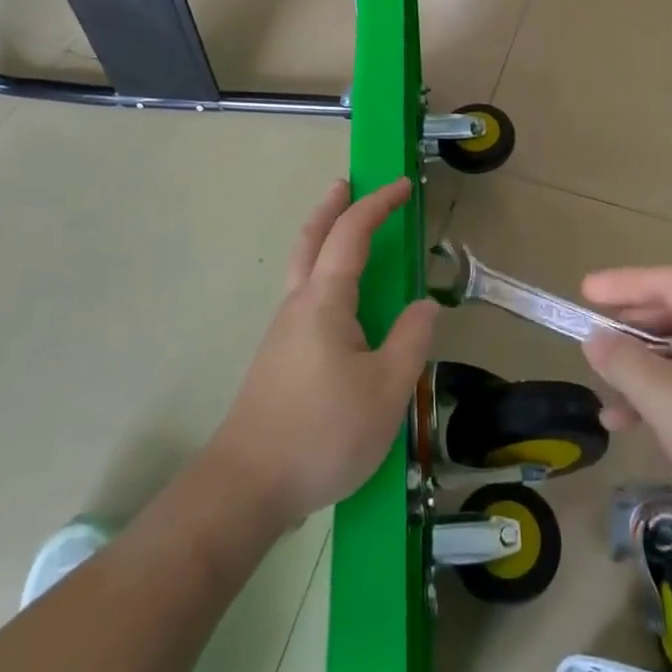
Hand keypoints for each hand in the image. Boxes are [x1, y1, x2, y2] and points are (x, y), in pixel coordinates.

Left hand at [208, 180, 437, 527]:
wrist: (246, 487)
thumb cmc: (322, 433)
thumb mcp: (386, 391)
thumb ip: (411, 341)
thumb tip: (425, 305)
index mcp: (324, 302)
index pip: (351, 235)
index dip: (377, 205)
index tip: (402, 186)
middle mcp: (297, 306)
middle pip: (310, 239)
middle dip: (331, 207)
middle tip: (348, 183)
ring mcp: (282, 332)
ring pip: (302, 268)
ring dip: (323, 238)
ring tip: (349, 235)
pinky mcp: (278, 358)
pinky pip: (304, 297)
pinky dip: (321, 272)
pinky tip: (340, 303)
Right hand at [580, 267, 671, 560]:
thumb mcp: (669, 399)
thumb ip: (625, 363)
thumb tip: (594, 339)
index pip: (669, 283)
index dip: (623, 285)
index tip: (584, 290)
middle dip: (631, 334)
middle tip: (590, 337)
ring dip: (644, 374)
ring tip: (604, 392)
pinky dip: (668, 398)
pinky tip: (631, 423)